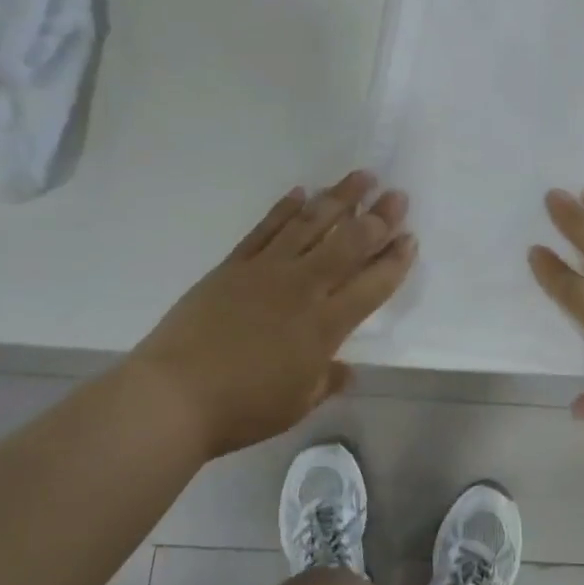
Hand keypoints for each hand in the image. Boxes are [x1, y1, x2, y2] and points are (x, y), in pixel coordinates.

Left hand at [138, 170, 414, 458]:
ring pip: (311, 224)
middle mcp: (303, 288)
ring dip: (339, 197)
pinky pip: (266, 229)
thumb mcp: (296, 404)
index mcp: (325, 325)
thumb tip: (347, 370)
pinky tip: (301, 192)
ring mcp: (267, 270)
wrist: (173, 396)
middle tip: (397, 194)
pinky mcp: (234, 265)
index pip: (372, 284)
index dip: (395, 260)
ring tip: (361, 176)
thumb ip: (326, 381)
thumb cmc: (241, 408)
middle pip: (348, 243)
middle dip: (378, 217)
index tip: (410, 237)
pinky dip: (285, 208)